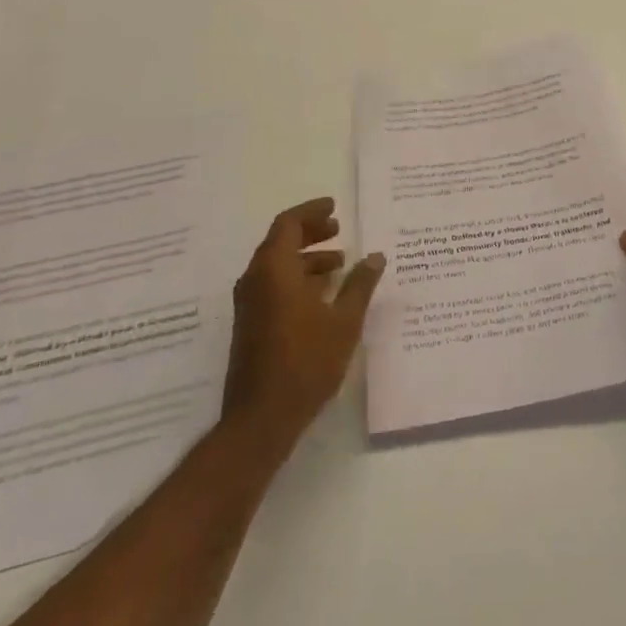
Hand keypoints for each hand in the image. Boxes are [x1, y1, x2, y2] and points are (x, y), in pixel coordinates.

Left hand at [223, 197, 383, 449]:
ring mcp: (250, 304)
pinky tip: (323, 295)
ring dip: (306, 258)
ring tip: (340, 264)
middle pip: (280, 241)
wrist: (261, 418)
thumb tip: (375, 256)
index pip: (288, 223)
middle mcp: (256, 280)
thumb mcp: (344, 321)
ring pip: (277, 265)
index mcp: (274, 270)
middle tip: (338, 229)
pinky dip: (297, 278)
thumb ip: (360, 284)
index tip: (335, 207)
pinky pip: (273, 285)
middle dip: (310, 232)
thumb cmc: (306, 362)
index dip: (312, 211)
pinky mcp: (251, 324)